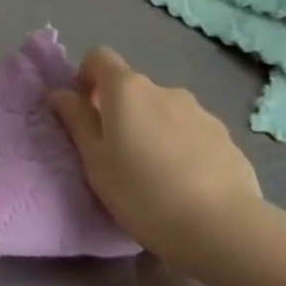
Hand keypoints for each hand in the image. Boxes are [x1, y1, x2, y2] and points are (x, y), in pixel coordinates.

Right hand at [48, 47, 259, 261]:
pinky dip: (182, 149)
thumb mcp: (95, 162)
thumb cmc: (144, 193)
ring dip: (153, 131)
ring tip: (156, 177)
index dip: (86, 77)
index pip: (99, 57)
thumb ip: (77, 121)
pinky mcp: (226, 138)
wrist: (224, 228)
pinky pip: (192, 134)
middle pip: (132, 89)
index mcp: (127, 89)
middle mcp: (164, 89)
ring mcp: (200, 111)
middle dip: (121, 113)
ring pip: (164, 112)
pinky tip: (187, 187)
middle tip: (117, 157)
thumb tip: (60, 93)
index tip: (84, 112)